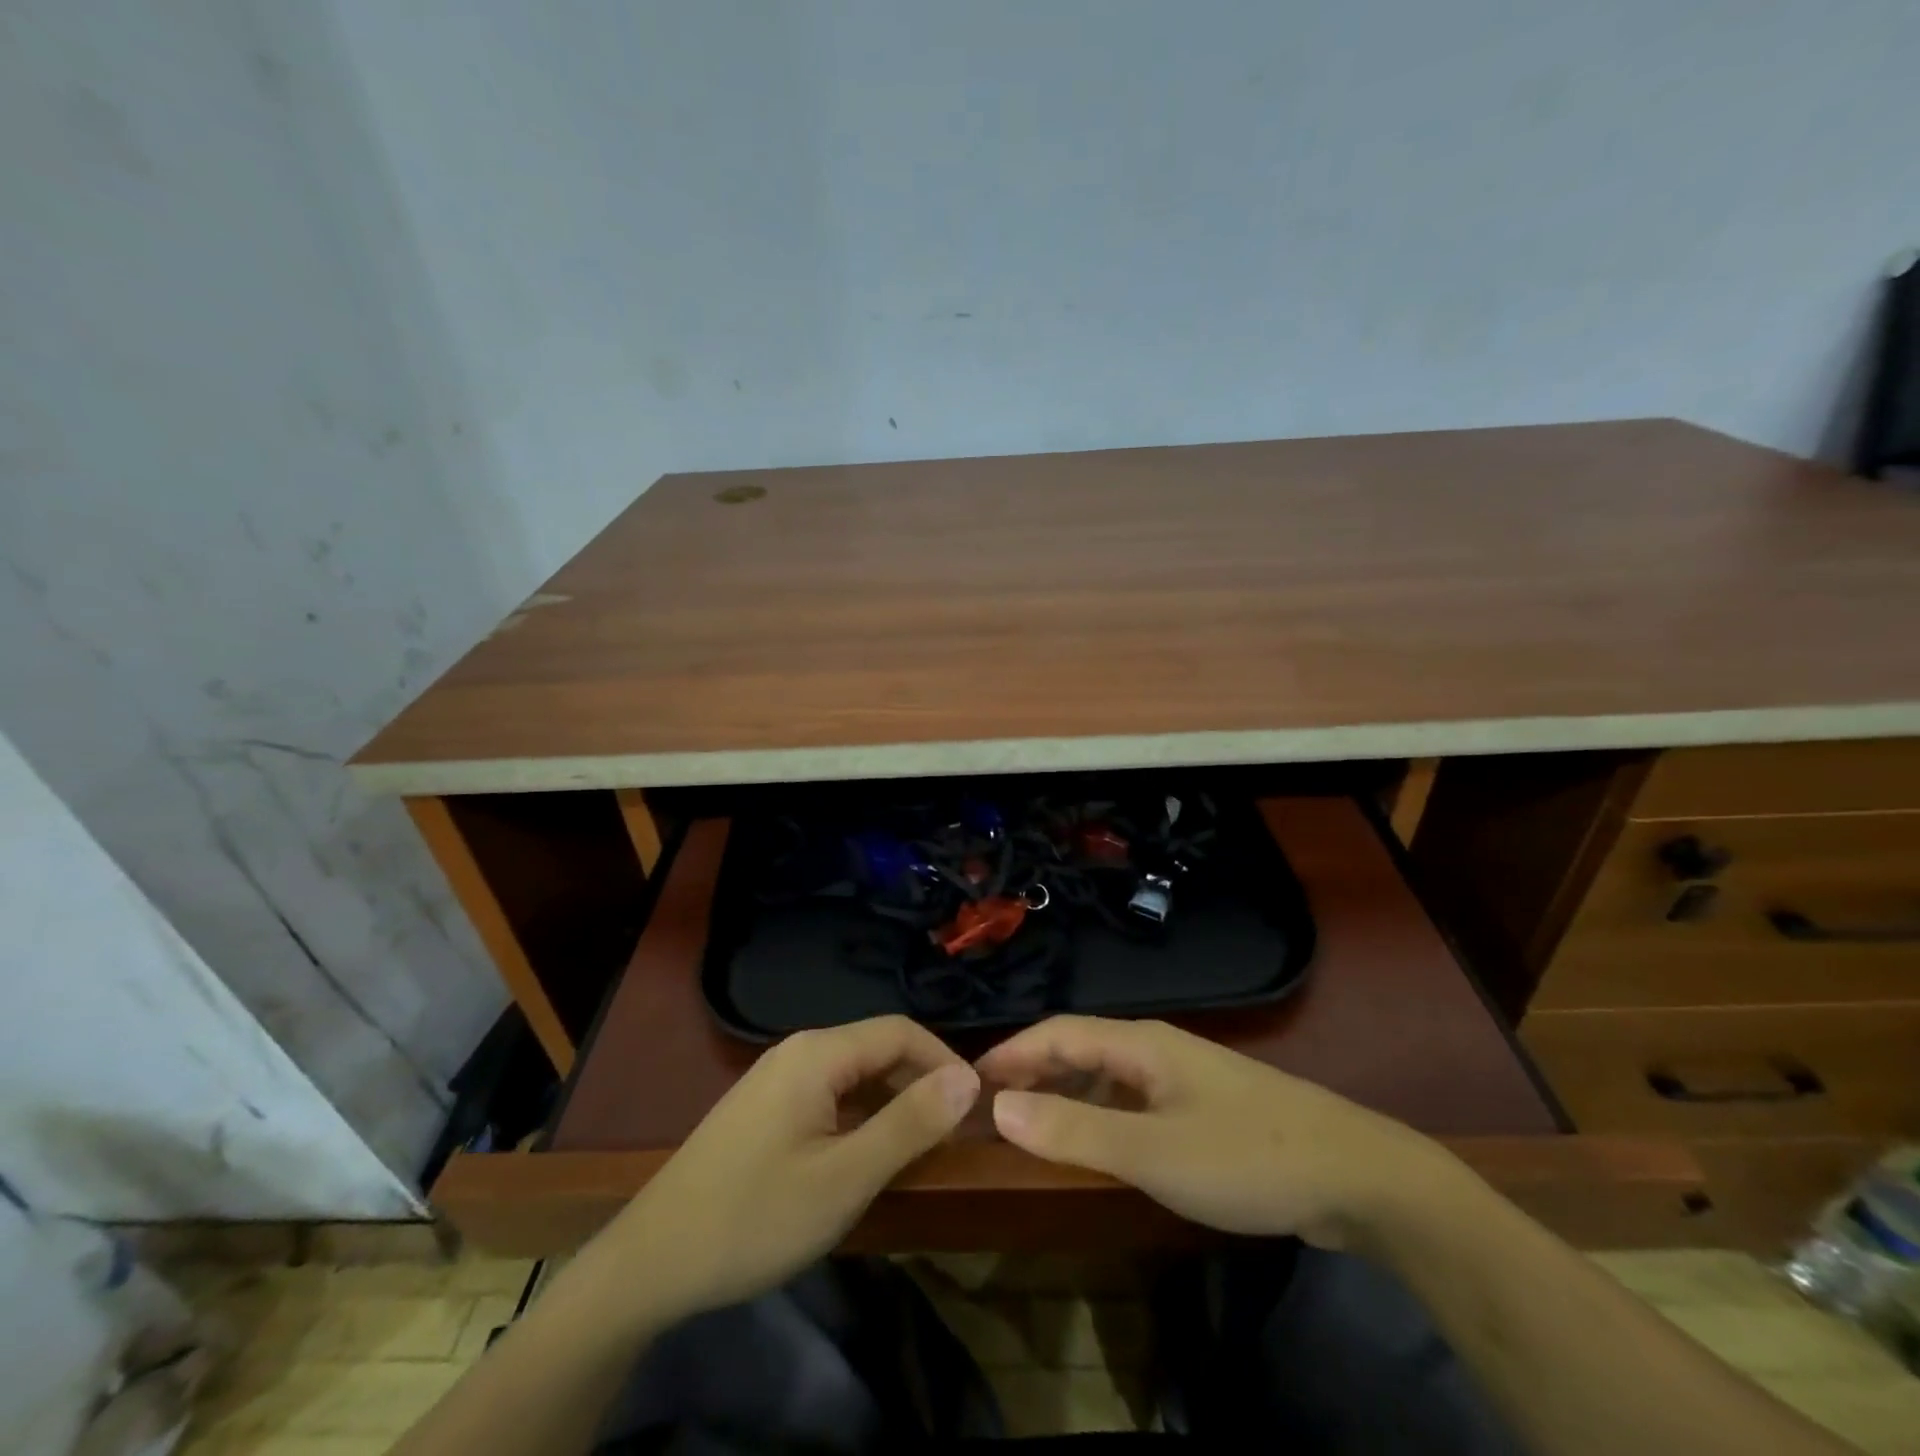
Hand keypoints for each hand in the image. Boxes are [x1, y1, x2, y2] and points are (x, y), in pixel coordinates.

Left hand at [601, 1016, 979, 1322]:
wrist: (650, 1262)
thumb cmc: (756, 1217)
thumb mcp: (845, 1178)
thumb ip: (910, 1123)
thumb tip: (969, 1078)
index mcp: (819, 1052)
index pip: (902, 1031)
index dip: (945, 1061)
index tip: (977, 1106)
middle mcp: (798, 1050)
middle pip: (877, 1048)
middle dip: (920, 1082)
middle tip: (953, 1135)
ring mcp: (776, 1077)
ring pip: (853, 1073)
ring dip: (892, 1101)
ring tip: (919, 1148)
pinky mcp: (763, 1106)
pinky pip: (828, 1094)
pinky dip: (860, 1115)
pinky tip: (865, 1155)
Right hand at [977, 1015, 1449, 1247]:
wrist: (1357, 1176)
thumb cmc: (1246, 1157)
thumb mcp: (1152, 1152)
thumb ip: (1074, 1129)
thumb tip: (1000, 1107)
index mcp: (1141, 1042)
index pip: (1058, 1032)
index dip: (1011, 1052)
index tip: (970, 1079)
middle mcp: (1158, 1048)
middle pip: (1081, 1046)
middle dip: (1034, 1070)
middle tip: (993, 1107)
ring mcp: (1185, 1077)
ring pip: (1109, 1073)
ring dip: (1066, 1091)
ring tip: (1033, 1123)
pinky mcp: (1206, 1108)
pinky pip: (1134, 1098)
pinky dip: (1101, 1112)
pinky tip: (1100, 1142)